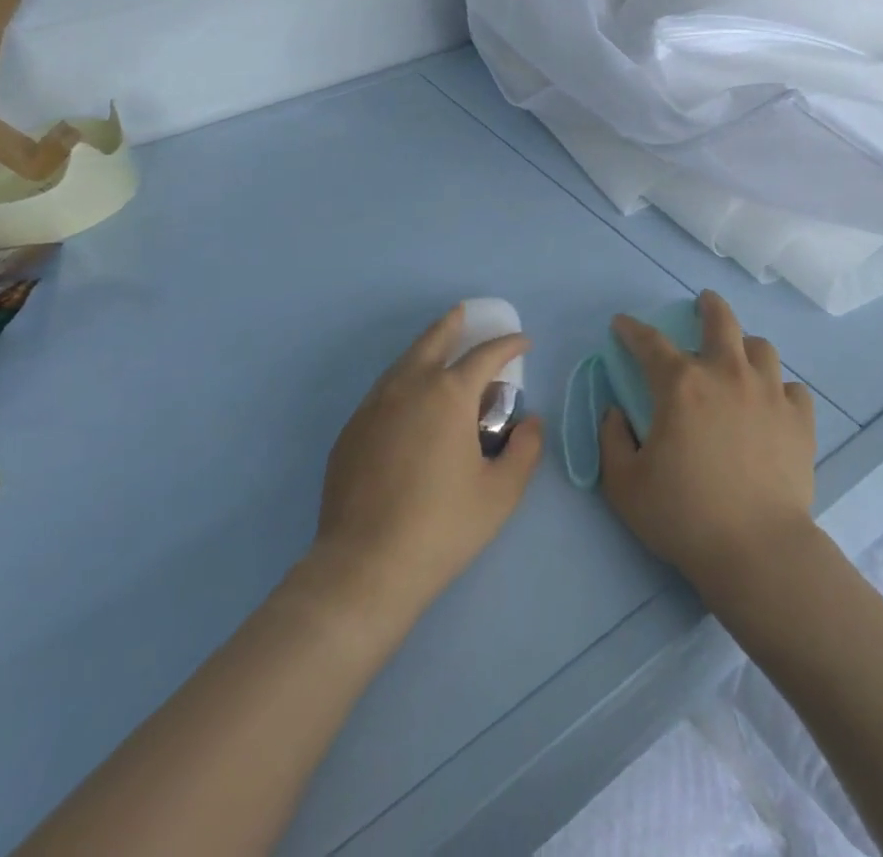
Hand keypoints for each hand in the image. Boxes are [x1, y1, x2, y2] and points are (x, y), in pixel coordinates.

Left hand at [301, 306, 543, 628]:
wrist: (364, 568)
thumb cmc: (442, 526)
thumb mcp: (501, 492)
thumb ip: (525, 449)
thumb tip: (531, 422)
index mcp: (449, 394)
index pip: (486, 355)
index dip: (509, 344)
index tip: (523, 342)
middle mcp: (409, 387)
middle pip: (433, 340)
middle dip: (453, 324)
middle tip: (465, 315)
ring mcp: (373, 407)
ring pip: (403, 362)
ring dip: (425, 349)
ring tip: (439, 349)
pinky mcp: (351, 431)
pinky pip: (383, 391)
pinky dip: (403, 380)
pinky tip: (409, 400)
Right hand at [599, 290, 816, 599]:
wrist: (757, 549)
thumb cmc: (684, 516)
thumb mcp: (625, 485)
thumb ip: (611, 440)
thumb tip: (615, 412)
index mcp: (682, 385)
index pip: (650, 342)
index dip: (632, 329)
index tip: (622, 325)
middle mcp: (727, 374)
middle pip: (721, 321)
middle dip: (708, 306)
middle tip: (703, 302)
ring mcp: (768, 393)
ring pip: (761, 347)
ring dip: (745, 346)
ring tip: (739, 356)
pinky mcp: (798, 418)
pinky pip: (791, 388)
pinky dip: (778, 389)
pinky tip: (771, 403)